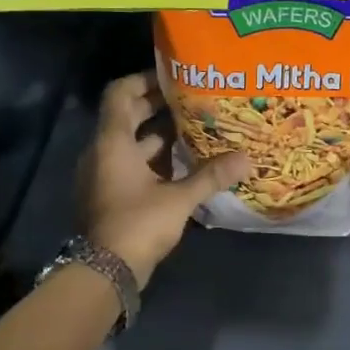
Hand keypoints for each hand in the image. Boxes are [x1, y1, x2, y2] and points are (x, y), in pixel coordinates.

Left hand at [78, 71, 249, 285]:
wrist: (105, 271)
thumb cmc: (137, 223)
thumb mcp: (179, 198)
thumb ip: (211, 175)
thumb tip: (246, 158)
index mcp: (112, 142)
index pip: (119, 94)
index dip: (143, 80)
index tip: (172, 77)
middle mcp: (102, 152)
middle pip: (127, 117)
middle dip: (157, 107)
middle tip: (191, 101)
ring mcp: (103, 175)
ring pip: (130, 144)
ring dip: (157, 136)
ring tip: (193, 131)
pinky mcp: (109, 195)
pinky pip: (129, 166)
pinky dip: (152, 161)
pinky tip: (182, 166)